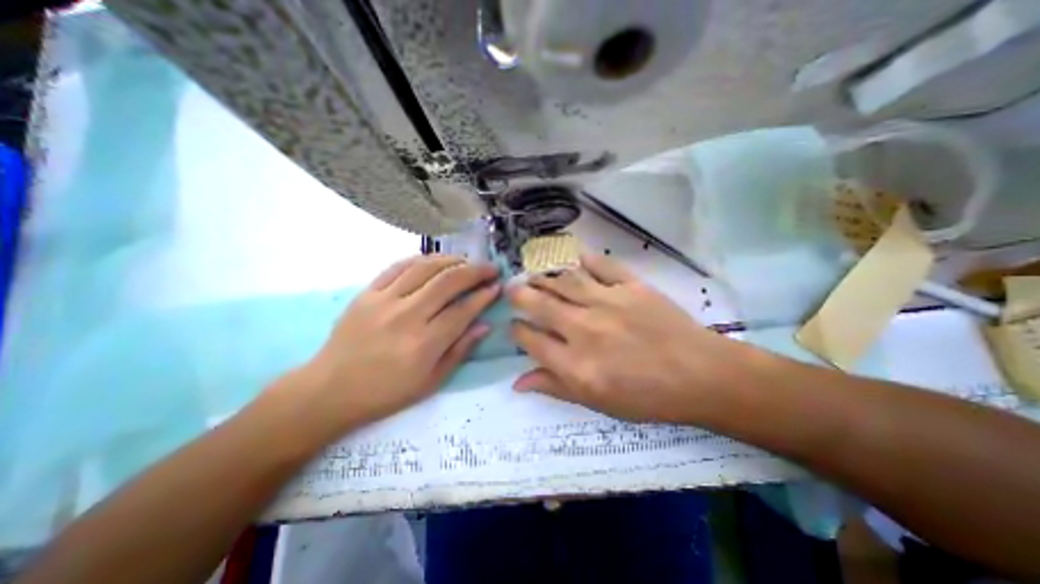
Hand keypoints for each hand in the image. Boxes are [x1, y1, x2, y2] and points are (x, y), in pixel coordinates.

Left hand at [295, 253, 500, 431]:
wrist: (330, 390)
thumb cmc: (386, 392)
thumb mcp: (431, 382)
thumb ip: (460, 350)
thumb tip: (484, 325)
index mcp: (424, 343)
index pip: (463, 310)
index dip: (484, 296)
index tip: (497, 287)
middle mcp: (407, 316)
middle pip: (448, 282)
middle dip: (475, 271)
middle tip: (490, 268)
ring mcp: (384, 300)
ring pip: (425, 267)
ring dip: (451, 260)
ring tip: (467, 261)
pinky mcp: (367, 292)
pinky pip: (398, 266)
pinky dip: (421, 259)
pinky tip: (435, 261)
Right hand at [509, 251, 742, 424]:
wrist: (699, 375)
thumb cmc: (646, 397)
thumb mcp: (596, 403)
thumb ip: (554, 388)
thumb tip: (518, 383)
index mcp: (575, 364)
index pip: (530, 340)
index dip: (517, 331)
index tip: (515, 326)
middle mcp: (584, 329)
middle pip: (540, 304)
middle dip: (520, 295)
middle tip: (513, 289)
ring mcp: (608, 302)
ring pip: (564, 280)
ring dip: (544, 276)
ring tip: (534, 275)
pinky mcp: (631, 286)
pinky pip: (601, 265)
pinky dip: (583, 259)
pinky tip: (572, 259)